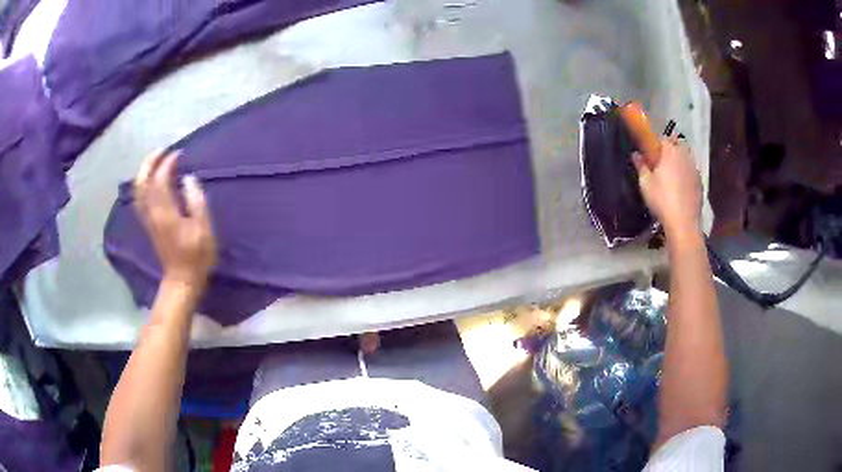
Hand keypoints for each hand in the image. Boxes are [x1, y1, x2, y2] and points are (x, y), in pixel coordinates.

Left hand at [134, 150, 216, 287]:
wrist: (181, 280)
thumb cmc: (196, 256)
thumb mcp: (204, 230)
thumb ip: (196, 201)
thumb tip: (189, 179)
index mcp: (165, 213)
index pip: (160, 180)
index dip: (167, 163)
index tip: (179, 154)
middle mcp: (152, 213)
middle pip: (142, 182)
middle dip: (150, 162)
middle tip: (162, 150)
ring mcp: (148, 219)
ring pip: (138, 190)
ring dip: (144, 172)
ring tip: (156, 160)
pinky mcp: (148, 223)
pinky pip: (140, 198)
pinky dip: (143, 184)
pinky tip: (150, 180)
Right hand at [633, 137, 701, 238]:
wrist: (683, 222)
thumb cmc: (662, 200)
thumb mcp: (645, 184)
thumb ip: (641, 166)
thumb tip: (636, 155)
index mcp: (670, 152)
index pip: (664, 138)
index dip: (658, 144)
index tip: (652, 153)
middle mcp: (685, 156)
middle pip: (678, 145)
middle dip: (671, 149)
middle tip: (663, 163)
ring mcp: (694, 170)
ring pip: (687, 158)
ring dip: (680, 162)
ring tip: (673, 176)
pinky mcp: (700, 183)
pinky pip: (692, 173)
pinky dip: (687, 175)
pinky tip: (681, 188)